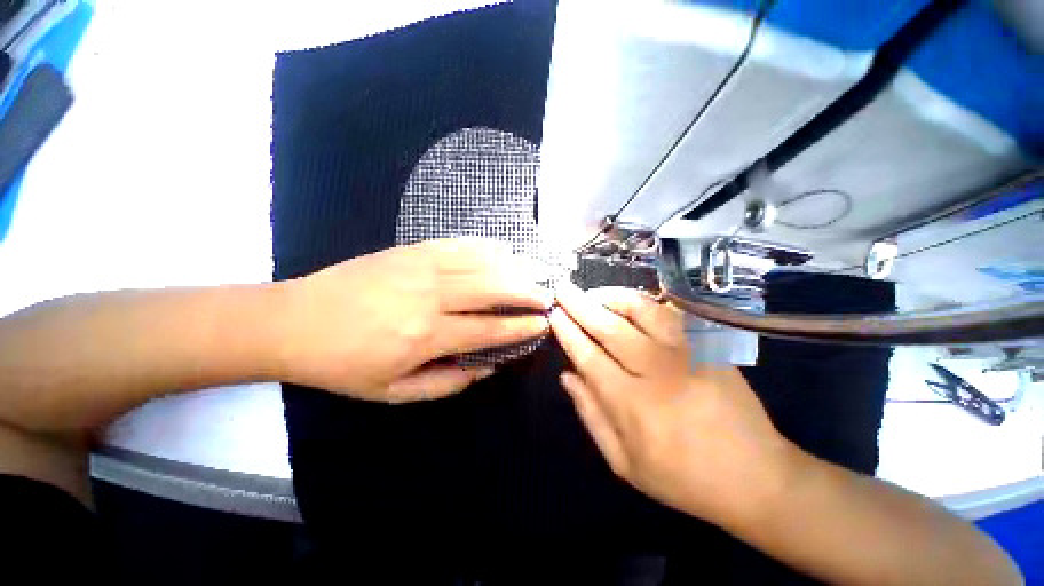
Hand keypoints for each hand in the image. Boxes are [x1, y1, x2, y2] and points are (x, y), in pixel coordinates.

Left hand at [277, 239, 551, 402]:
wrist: (293, 321)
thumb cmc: (344, 364)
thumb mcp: (393, 393)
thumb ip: (446, 383)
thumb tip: (486, 367)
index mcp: (426, 336)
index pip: (488, 329)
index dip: (520, 327)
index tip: (543, 324)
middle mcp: (431, 297)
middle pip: (492, 289)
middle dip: (527, 292)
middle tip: (549, 295)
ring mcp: (421, 267)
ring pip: (480, 263)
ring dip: (514, 267)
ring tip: (536, 270)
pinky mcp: (410, 250)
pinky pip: (457, 244)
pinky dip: (485, 246)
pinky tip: (503, 248)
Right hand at [550, 285, 794, 527]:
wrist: (757, 478)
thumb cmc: (683, 478)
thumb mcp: (625, 464)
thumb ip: (591, 416)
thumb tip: (567, 376)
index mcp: (632, 405)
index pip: (588, 356)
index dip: (568, 332)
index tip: (554, 314)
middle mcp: (657, 373)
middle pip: (610, 328)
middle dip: (580, 305)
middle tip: (563, 288)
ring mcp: (687, 355)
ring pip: (643, 311)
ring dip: (613, 297)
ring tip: (595, 293)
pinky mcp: (710, 348)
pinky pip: (673, 314)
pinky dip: (646, 302)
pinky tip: (630, 301)